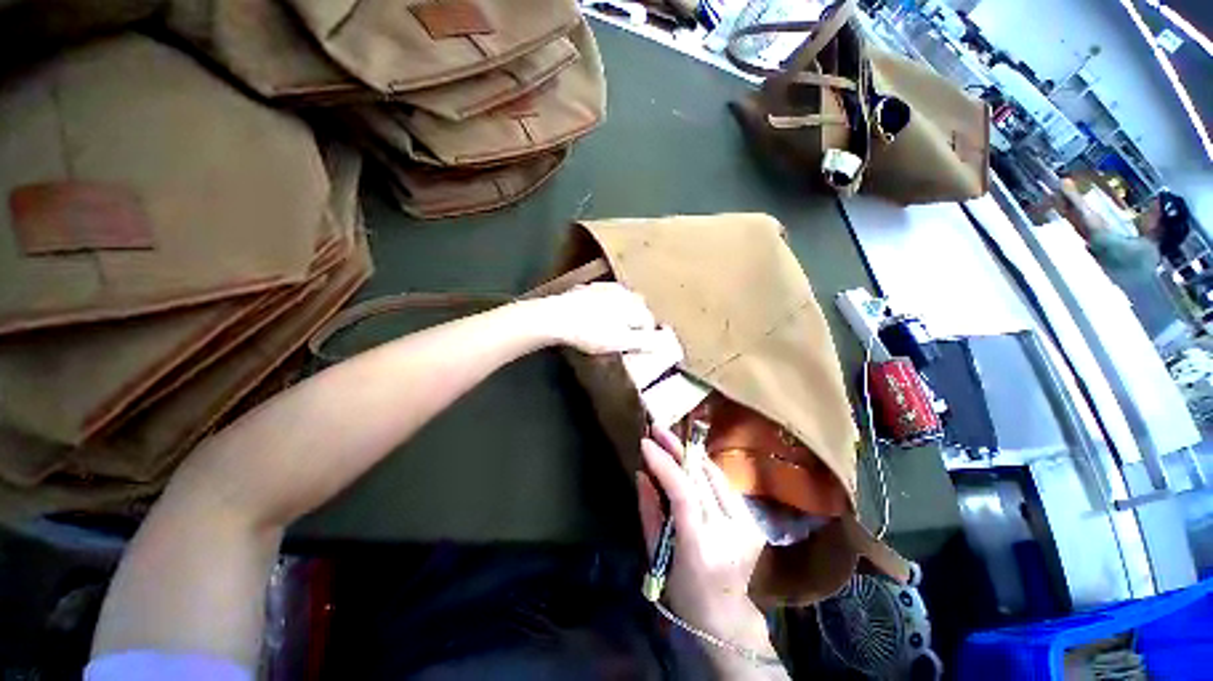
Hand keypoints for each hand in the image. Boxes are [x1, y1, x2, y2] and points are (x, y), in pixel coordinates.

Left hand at [530, 283, 660, 354]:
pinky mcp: (588, 288)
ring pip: (621, 301)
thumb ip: (644, 341)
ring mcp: (604, 287)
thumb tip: (660, 342)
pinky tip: (594, 317)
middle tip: (624, 337)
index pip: (649, 321)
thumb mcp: (620, 341)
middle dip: (635, 322)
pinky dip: (604, 307)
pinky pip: (604, 298)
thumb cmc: (591, 332)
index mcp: (634, 304)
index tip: (636, 347)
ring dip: (621, 313)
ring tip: (610, 328)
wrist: (557, 317)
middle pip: (637, 308)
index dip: (645, 337)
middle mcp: (623, 291)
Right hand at [636, 426, 770, 650]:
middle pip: (701, 478)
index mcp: (701, 547)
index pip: (684, 493)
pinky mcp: (753, 522)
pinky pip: (724, 484)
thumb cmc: (682, 590)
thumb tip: (642, 473)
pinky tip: (689, 456)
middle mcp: (729, 532)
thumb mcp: (657, 554)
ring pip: (715, 476)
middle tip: (657, 428)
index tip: (646, 443)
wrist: (725, 617)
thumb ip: (649, 510)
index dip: (665, 463)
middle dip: (676, 448)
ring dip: (690, 453)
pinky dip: (704, 467)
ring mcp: (746, 526)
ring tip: (670, 435)